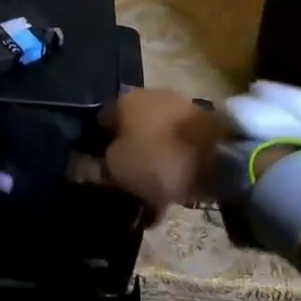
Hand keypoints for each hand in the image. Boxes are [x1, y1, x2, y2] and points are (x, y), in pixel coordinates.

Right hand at [99, 88, 226, 216]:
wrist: (221, 157)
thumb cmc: (158, 158)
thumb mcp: (117, 169)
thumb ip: (95, 168)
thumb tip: (79, 167)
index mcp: (124, 100)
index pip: (99, 123)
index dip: (94, 149)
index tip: (97, 174)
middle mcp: (150, 97)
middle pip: (130, 132)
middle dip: (126, 160)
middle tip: (124, 189)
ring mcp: (179, 110)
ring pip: (155, 142)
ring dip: (150, 168)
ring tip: (150, 203)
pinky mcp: (202, 126)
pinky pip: (178, 150)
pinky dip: (173, 169)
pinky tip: (171, 197)